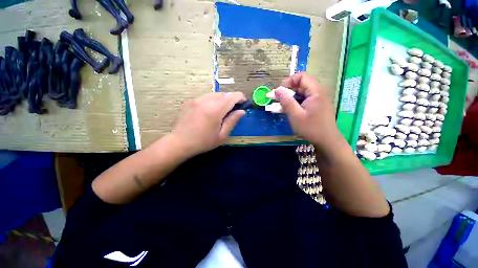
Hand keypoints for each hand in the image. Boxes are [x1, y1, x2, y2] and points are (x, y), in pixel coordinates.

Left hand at [169, 92, 245, 156]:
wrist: (179, 143)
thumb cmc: (203, 142)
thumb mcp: (222, 135)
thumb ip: (232, 121)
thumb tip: (241, 111)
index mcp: (215, 110)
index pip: (232, 97)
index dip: (240, 97)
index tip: (244, 103)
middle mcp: (205, 101)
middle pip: (223, 94)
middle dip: (231, 99)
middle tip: (233, 109)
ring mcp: (196, 100)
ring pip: (214, 94)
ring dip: (221, 99)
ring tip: (221, 110)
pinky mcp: (189, 101)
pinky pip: (205, 97)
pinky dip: (211, 101)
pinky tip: (209, 111)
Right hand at [275, 73, 340, 148]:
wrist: (327, 141)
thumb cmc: (311, 128)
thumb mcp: (295, 116)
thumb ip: (286, 102)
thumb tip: (277, 89)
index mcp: (315, 92)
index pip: (302, 77)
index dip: (289, 81)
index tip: (279, 91)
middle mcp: (318, 93)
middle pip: (302, 84)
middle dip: (288, 90)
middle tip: (277, 99)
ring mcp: (318, 100)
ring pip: (302, 93)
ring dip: (290, 97)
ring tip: (281, 106)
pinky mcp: (317, 106)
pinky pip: (304, 100)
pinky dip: (295, 102)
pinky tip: (290, 110)